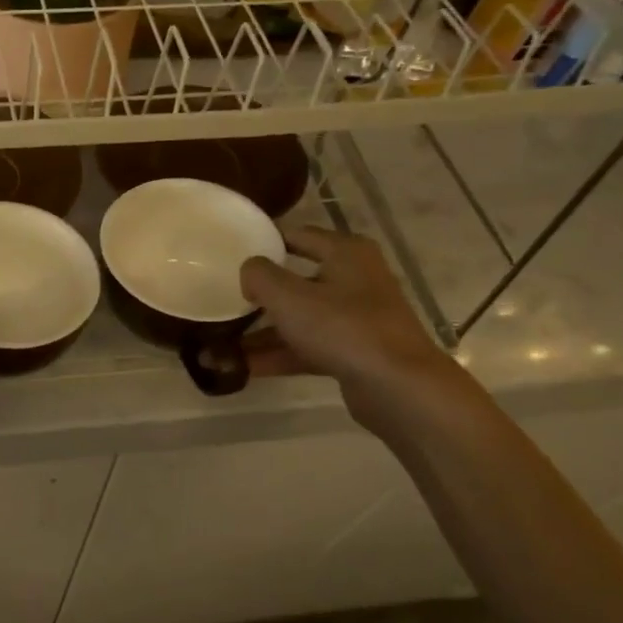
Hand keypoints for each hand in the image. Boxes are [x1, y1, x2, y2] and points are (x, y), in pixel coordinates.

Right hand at [239, 226, 463, 432]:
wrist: (398, 387)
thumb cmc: (342, 327)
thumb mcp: (288, 296)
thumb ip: (259, 275)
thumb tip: (250, 271)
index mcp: (346, 253)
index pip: (298, 235)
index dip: (265, 242)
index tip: (231, 253)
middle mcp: (356, 279)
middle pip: (297, 280)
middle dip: (261, 294)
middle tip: (226, 299)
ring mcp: (358, 318)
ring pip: (302, 318)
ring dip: (265, 330)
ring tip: (225, 342)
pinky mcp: (356, 351)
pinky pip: (309, 346)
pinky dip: (281, 354)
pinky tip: (246, 366)